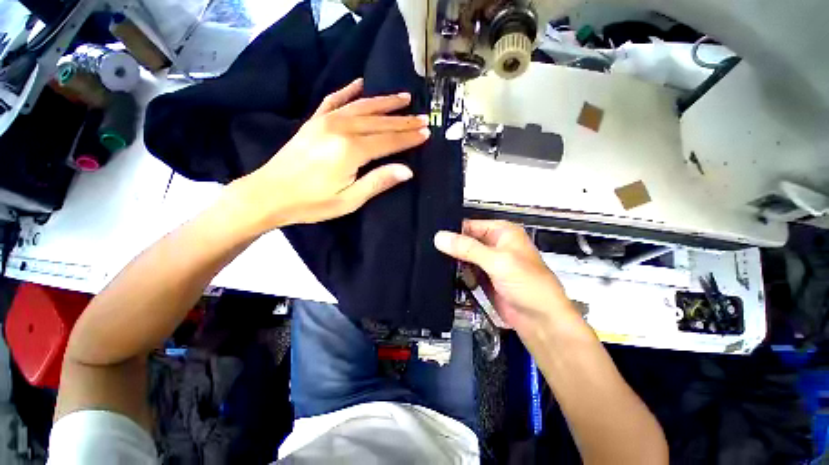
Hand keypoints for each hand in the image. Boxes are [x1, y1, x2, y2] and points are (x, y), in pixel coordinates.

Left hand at [226, 78, 429, 231]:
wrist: (269, 194)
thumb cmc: (312, 203)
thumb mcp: (349, 200)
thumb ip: (378, 181)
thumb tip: (407, 170)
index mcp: (351, 151)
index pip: (388, 141)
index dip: (409, 138)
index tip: (426, 133)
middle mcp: (340, 128)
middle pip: (379, 122)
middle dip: (403, 121)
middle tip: (423, 118)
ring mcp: (325, 121)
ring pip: (362, 107)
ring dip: (385, 102)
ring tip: (404, 98)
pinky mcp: (314, 121)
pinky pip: (334, 99)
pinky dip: (349, 91)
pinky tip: (360, 83)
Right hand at [434, 220, 575, 332]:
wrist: (540, 321)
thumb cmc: (529, 285)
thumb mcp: (497, 262)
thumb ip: (468, 249)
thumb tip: (440, 237)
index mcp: (501, 232)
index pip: (469, 225)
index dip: (453, 231)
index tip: (434, 239)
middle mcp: (494, 244)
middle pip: (465, 241)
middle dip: (452, 249)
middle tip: (433, 254)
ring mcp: (488, 262)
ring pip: (463, 257)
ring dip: (455, 263)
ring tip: (441, 267)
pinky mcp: (484, 278)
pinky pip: (466, 271)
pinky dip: (459, 274)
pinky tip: (451, 277)